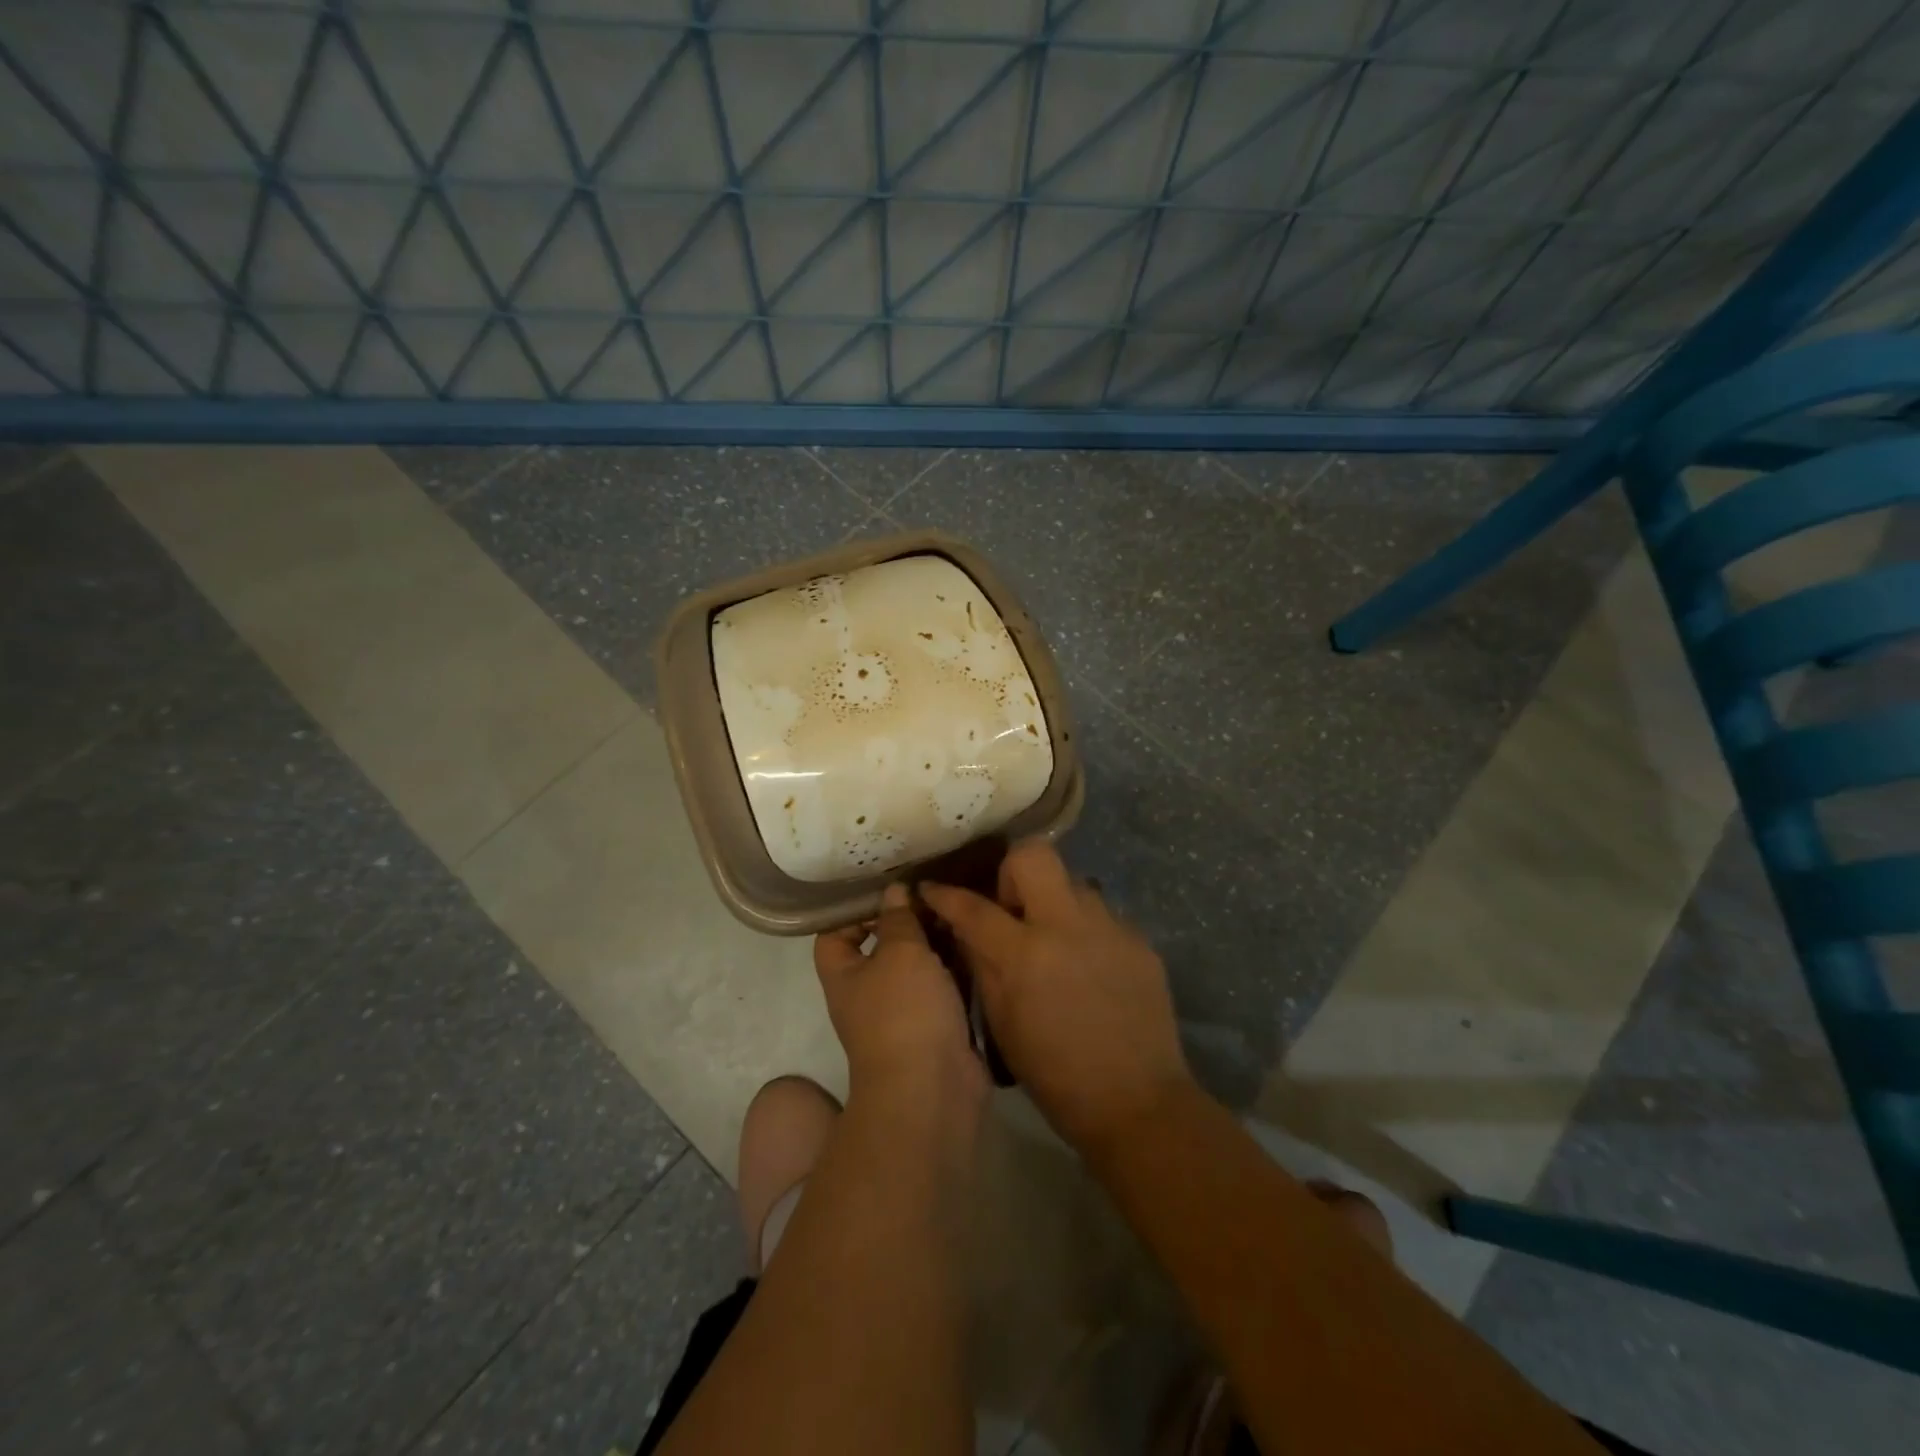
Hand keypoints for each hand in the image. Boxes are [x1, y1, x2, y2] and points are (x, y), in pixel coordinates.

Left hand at [814, 883, 987, 1105]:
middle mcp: (869, 994)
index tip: (890, 889)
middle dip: (907, 921)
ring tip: (960, 910)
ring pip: (918, 967)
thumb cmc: (904, 1012)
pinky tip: (975, 944)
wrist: (932, 1089)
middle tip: (935, 892)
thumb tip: (893, 892)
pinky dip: (957, 968)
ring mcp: (904, 1014)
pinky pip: (943, 988)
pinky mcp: (936, 1027)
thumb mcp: (900, 952)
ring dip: (937, 943)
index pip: (835, 934)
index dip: (856, 910)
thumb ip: (898, 919)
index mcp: (844, 976)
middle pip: (882, 947)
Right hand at [921, 841, 1193, 1160]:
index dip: (944, 895)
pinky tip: (1087, 965)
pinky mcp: (1140, 940)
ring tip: (1054, 940)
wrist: (1136, 1102)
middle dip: (1011, 871)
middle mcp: (1067, 926)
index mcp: (1025, 954)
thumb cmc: (1055, 1074)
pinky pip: (1102, 915)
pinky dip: (1085, 930)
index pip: (973, 907)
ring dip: (1054, 902)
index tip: (931, 889)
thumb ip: (982, 966)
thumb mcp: (1002, 1024)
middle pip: (1033, 856)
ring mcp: (1109, 928)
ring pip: (1073, 882)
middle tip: (1011, 909)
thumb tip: (965, 930)